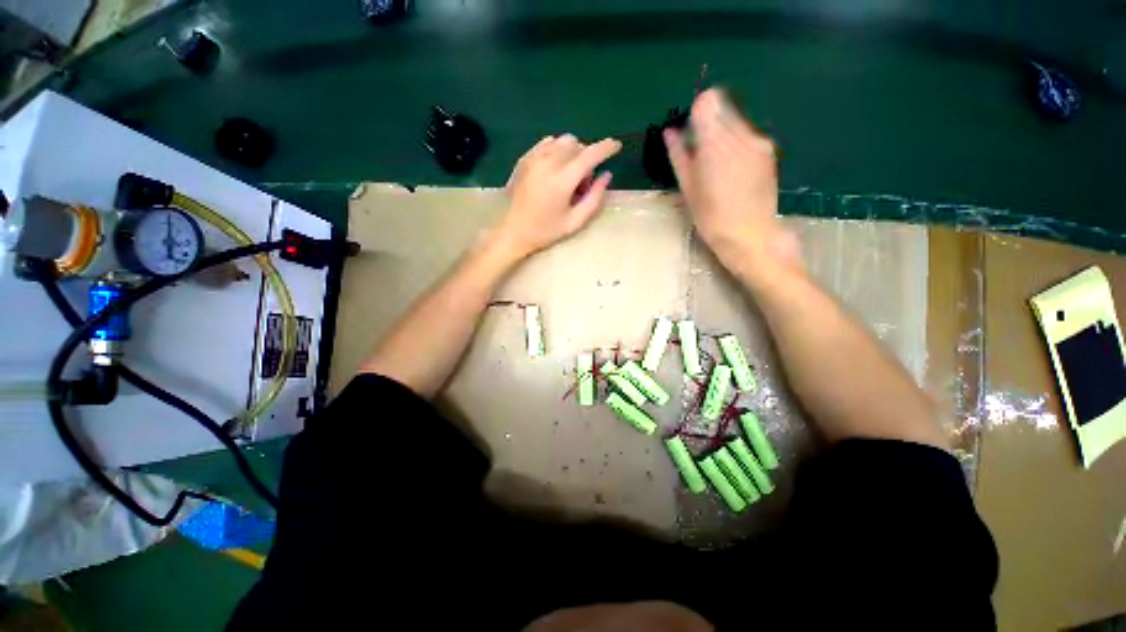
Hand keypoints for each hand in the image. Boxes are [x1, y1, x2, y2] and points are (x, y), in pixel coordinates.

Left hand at [495, 134, 621, 258]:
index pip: (590, 154)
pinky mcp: (525, 158)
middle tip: (582, 184)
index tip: (617, 146)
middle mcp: (548, 163)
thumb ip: (594, 198)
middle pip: (578, 145)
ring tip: (568, 176)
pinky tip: (555, 168)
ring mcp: (534, 158)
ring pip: (563, 141)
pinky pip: (548, 143)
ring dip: (573, 153)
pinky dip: (558, 150)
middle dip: (587, 159)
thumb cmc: (545, 231)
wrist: (512, 231)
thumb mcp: (575, 222)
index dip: (606, 148)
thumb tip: (607, 175)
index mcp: (562, 181)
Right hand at [665, 89, 799, 276]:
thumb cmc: (711, 217)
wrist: (749, 234)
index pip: (707, 102)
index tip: (691, 131)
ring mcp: (758, 141)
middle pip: (722, 107)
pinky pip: (747, 134)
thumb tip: (670, 132)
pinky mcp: (768, 149)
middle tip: (701, 152)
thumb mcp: (688, 188)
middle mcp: (739, 135)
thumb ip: (679, 155)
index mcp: (714, 145)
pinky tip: (734, 170)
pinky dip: (737, 143)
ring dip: (723, 133)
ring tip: (717, 166)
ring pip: (735, 120)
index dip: (696, 112)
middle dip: (709, 123)